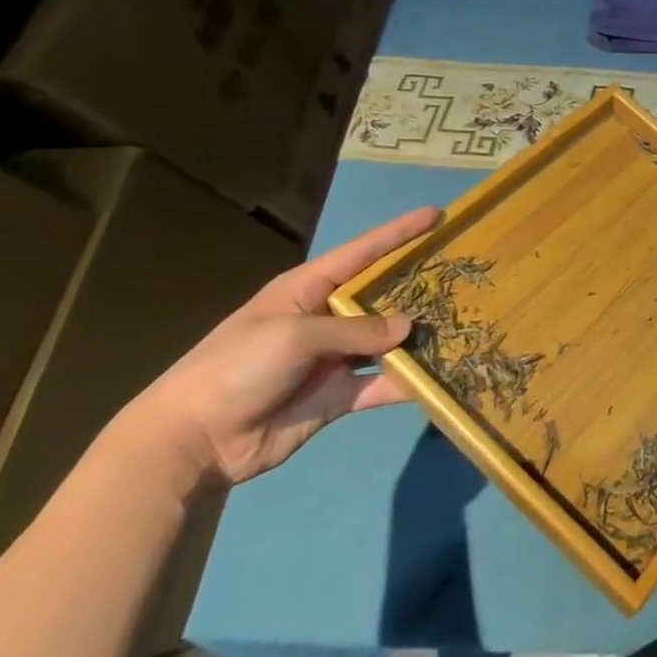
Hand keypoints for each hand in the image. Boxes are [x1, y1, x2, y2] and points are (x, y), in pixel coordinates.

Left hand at [118, 206, 440, 486]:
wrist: (192, 441)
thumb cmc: (237, 367)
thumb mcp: (295, 336)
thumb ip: (355, 330)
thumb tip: (408, 328)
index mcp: (308, 289)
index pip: (364, 251)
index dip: (400, 232)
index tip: (438, 214)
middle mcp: (327, 317)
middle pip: (383, 294)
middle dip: (419, 283)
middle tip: (463, 272)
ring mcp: (334, 358)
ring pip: (389, 340)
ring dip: (420, 335)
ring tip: (462, 322)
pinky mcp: (338, 396)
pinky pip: (382, 384)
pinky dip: (408, 381)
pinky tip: (440, 376)